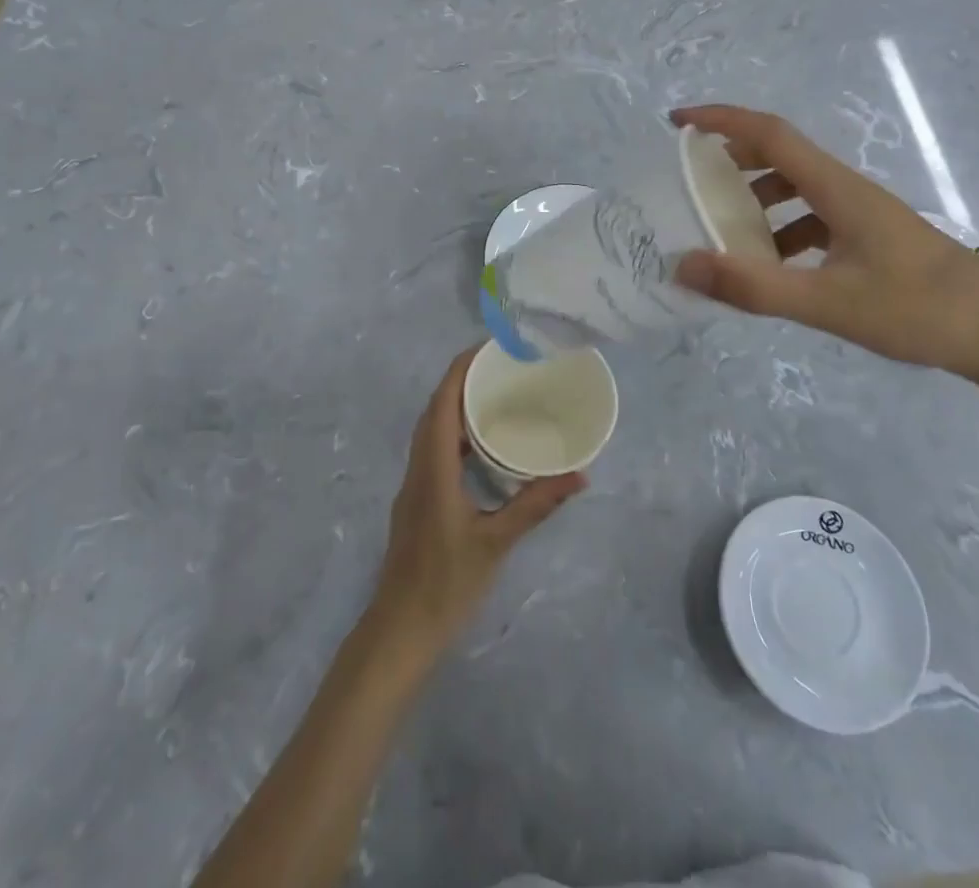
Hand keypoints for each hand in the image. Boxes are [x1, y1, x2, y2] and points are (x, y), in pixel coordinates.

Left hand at [367, 349, 585, 655]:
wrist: (399, 631)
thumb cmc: (445, 584)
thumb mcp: (496, 543)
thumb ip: (535, 505)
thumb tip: (579, 475)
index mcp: (433, 466)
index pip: (443, 401)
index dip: (461, 368)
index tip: (488, 347)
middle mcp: (419, 466)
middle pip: (435, 408)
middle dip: (461, 380)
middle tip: (500, 367)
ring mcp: (414, 483)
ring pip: (431, 429)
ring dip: (457, 406)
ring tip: (495, 396)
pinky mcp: (418, 499)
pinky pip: (434, 449)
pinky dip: (455, 434)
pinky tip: (481, 446)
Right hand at [670, 104, 978, 390]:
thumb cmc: (919, 311)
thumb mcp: (828, 303)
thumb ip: (754, 287)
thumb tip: (684, 266)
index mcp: (838, 189)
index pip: (770, 133)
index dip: (721, 120)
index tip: (678, 123)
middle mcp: (848, 190)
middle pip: (781, 155)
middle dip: (732, 158)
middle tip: (692, 178)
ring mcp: (864, 214)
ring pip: (798, 188)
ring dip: (757, 197)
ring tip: (724, 227)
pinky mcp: (873, 238)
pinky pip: (814, 218)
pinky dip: (783, 230)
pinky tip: (774, 267)